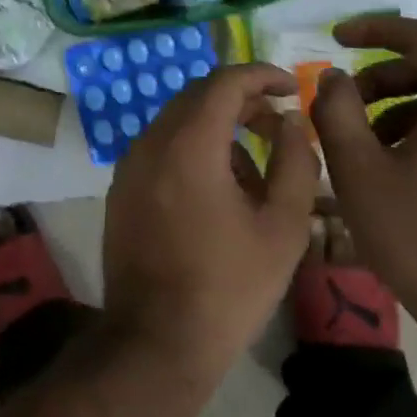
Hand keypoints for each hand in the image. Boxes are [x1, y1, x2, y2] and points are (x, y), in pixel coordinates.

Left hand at [102, 64, 320, 377]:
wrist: (156, 341)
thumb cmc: (228, 287)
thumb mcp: (282, 228)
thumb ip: (295, 163)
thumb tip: (292, 121)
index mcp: (188, 144)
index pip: (224, 82)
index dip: (261, 75)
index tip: (289, 86)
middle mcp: (151, 142)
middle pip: (198, 97)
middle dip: (242, 101)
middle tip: (279, 126)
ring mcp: (129, 165)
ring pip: (179, 123)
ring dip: (218, 129)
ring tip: (256, 173)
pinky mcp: (121, 188)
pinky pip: (161, 149)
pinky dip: (193, 150)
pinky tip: (219, 193)